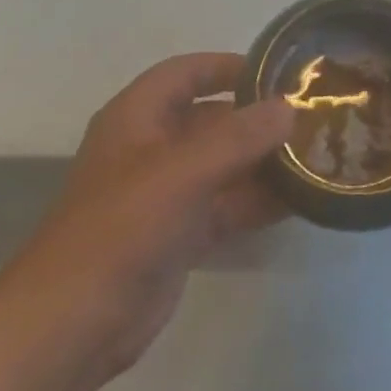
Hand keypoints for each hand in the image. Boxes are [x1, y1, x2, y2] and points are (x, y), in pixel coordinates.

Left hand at [7, 53, 292, 384]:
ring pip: (222, 166)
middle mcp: (151, 149)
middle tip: (313, 118)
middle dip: (257, 119)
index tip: (279, 72)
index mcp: (137, 118)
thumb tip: (288, 107)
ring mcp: (165, 195)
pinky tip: (299, 201)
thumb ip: (238, 137)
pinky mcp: (178, 236)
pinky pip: (225, 206)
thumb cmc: (122, 228)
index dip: (228, 67)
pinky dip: (256, 202)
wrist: (73, 323)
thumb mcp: (182, 172)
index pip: (186, 73)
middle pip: (211, 120)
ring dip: (263, 162)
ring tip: (317, 157)